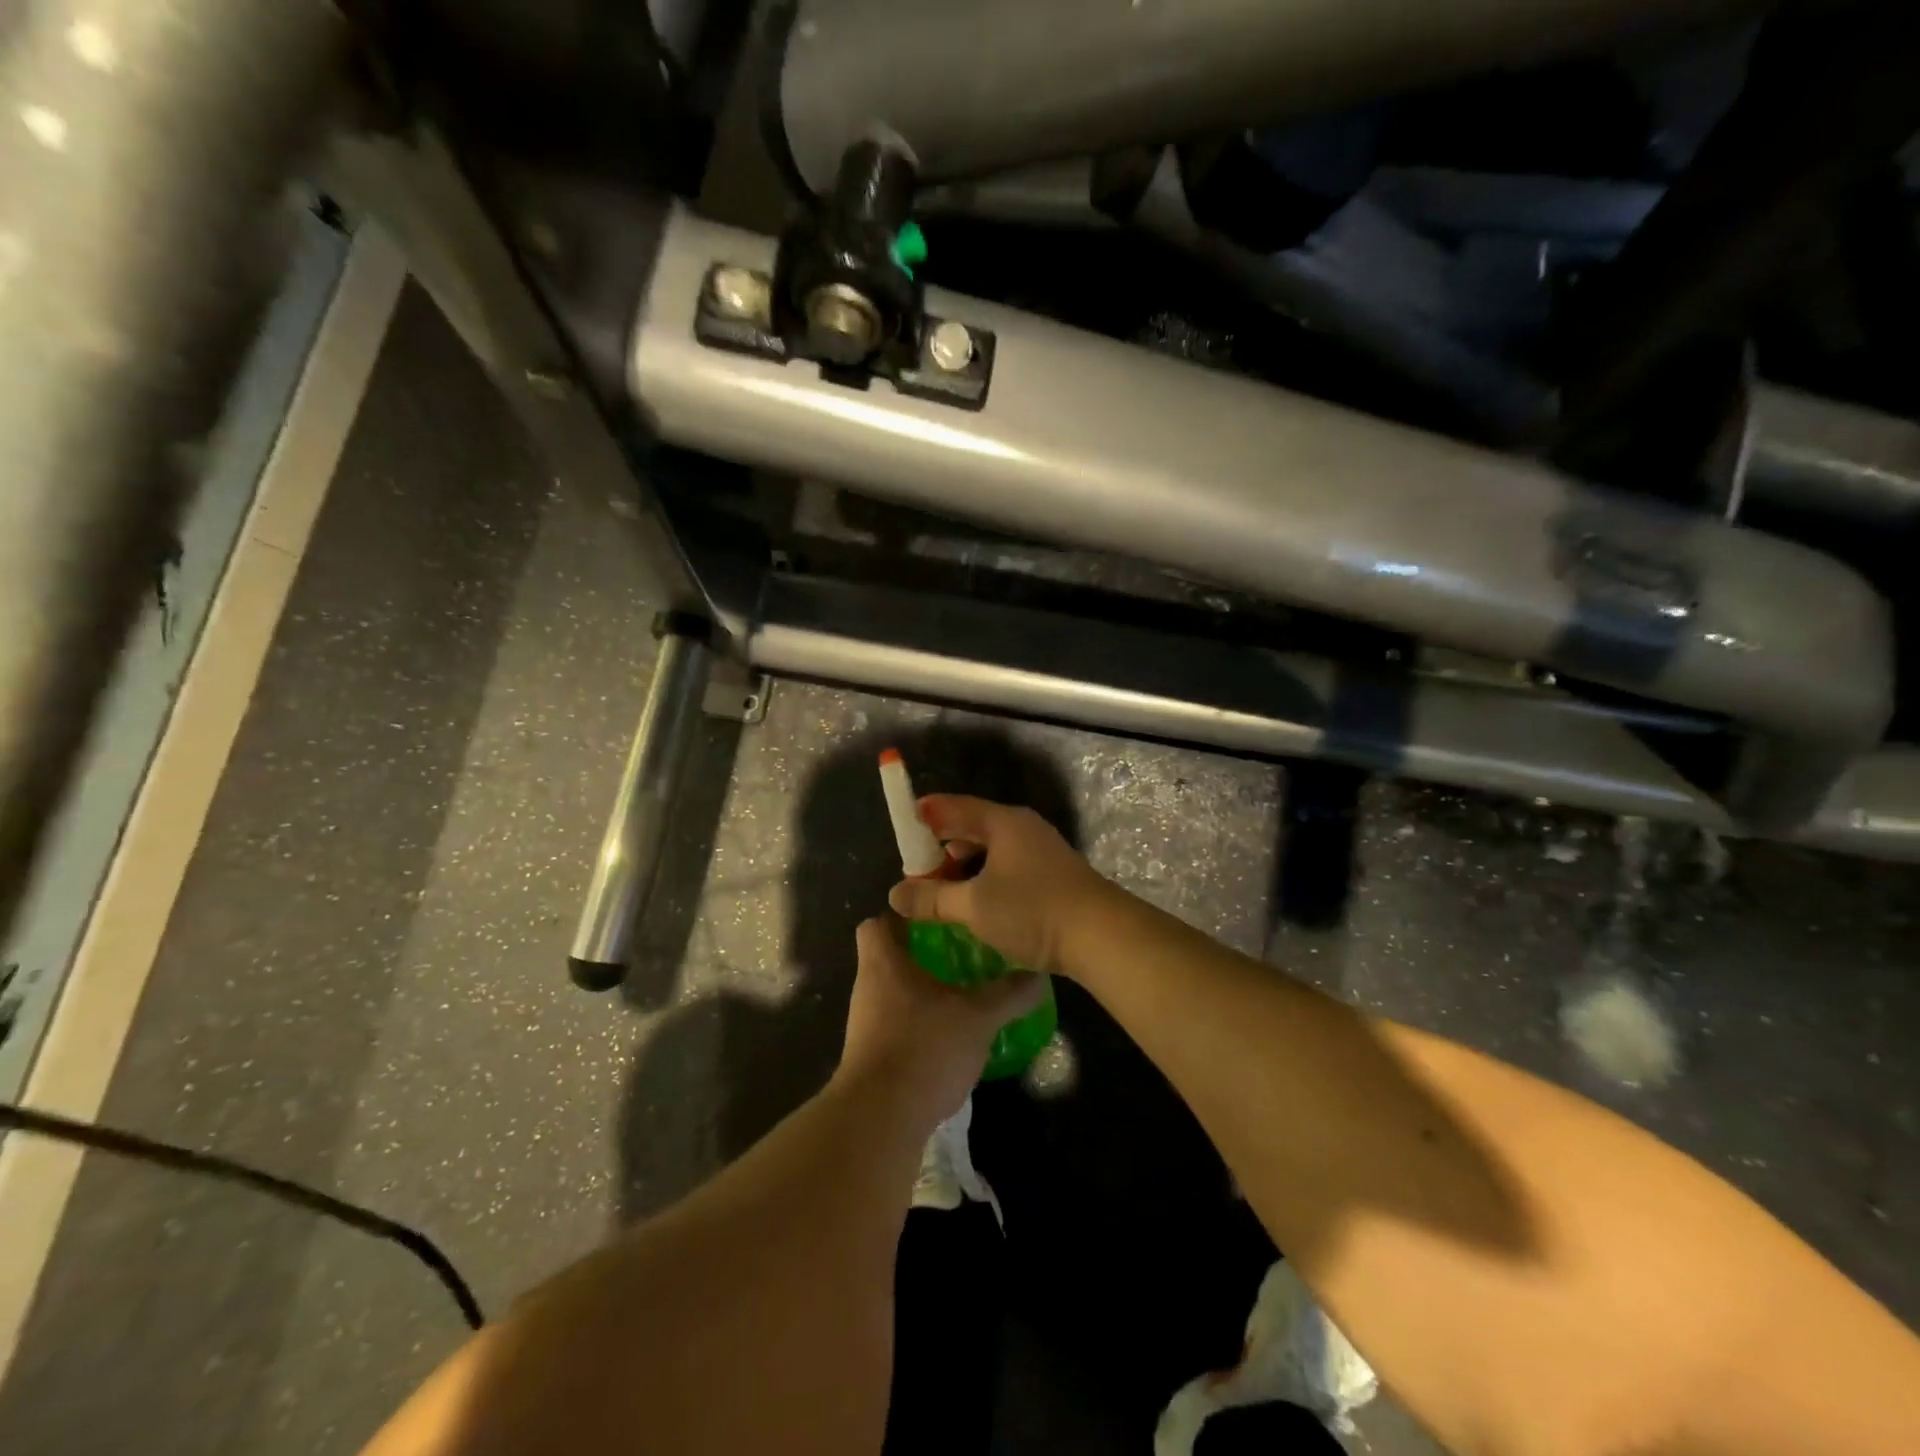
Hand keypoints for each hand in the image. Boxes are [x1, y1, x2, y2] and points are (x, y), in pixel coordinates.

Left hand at [837, 916, 1043, 1129]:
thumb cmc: (924, 1048)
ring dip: (923, 992)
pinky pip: (896, 1027)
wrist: (881, 1120)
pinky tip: (951, 1036)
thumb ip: (1008, 994)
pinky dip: (920, 1025)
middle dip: (922, 954)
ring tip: (963, 992)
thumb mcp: (978, 1017)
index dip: (902, 916)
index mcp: (883, 963)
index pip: (877, 922)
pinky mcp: (872, 1057)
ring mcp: (865, 1025)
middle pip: (888, 957)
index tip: (936, 918)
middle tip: (962, 953)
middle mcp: (868, 988)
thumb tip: (1039, 974)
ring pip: (894, 993)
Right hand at [887, 795, 1113, 979]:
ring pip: (992, 848)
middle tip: (917, 866)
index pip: (954, 806)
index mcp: (1003, 822)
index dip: (926, 814)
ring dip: (965, 865)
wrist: (1102, 936)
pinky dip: (986, 877)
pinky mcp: (1053, 874)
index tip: (903, 824)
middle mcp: (1023, 828)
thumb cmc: (1032, 911)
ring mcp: (1041, 850)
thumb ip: (932, 898)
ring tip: (943, 888)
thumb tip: (896, 893)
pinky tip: (977, 902)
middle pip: (974, 826)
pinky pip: (1008, 865)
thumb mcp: (974, 906)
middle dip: (943, 844)